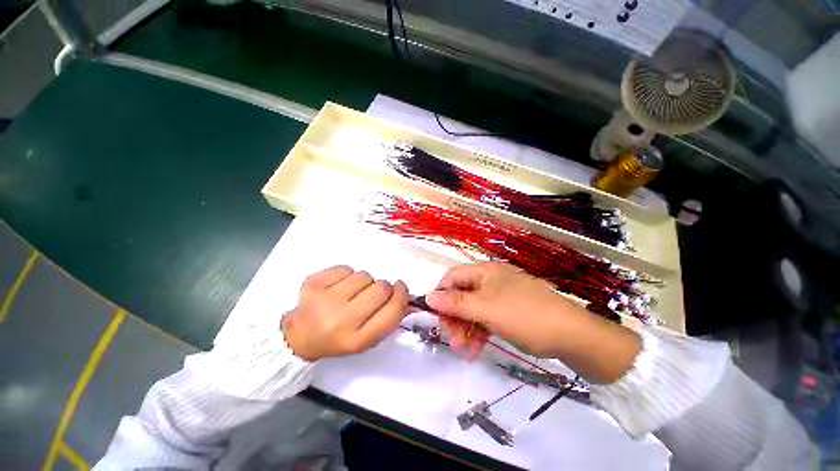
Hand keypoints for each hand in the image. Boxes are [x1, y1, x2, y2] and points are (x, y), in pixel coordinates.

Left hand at [282, 266, 408, 360]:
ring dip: (364, 282)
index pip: (392, 311)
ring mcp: (325, 300)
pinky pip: (346, 268)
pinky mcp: (313, 284)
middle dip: (383, 287)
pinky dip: (347, 275)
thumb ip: (387, 318)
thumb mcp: (366, 339)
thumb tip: (402, 292)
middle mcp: (342, 321)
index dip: (401, 295)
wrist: (299, 336)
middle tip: (374, 292)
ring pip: (364, 275)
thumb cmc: (338, 338)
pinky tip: (337, 287)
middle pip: (381, 288)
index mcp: (357, 340)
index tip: (400, 287)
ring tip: (352, 292)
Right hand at [426, 262, 640, 383]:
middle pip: (461, 295)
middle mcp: (489, 281)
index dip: (441, 294)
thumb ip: (456, 303)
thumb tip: (428, 297)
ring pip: (472, 309)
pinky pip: (485, 320)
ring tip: (461, 348)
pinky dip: (478, 333)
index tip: (435, 315)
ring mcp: (499, 297)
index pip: (453, 277)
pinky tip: (474, 350)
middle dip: (453, 316)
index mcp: (484, 272)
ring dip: (464, 328)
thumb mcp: (486, 308)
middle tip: (450, 336)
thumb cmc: (524, 315)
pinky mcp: (506, 313)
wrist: (570, 334)